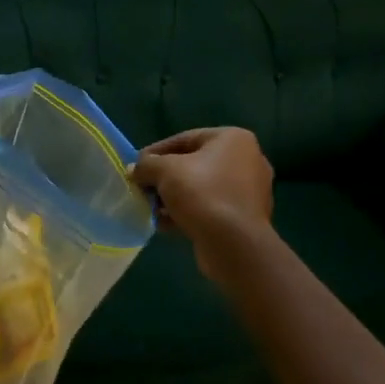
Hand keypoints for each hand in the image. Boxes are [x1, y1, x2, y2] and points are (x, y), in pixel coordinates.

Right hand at [131, 128, 273, 273]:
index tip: (137, 166)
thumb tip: (134, 170)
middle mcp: (247, 160)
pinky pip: (211, 207)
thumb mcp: (164, 171)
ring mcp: (250, 190)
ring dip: (174, 197)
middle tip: (143, 188)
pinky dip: (189, 212)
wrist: (234, 244)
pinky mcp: (247, 217)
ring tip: (152, 209)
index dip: (156, 152)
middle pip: (193, 164)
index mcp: (233, 139)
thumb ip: (146, 165)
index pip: (184, 139)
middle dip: (165, 178)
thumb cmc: (202, 193)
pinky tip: (167, 225)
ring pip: (201, 188)